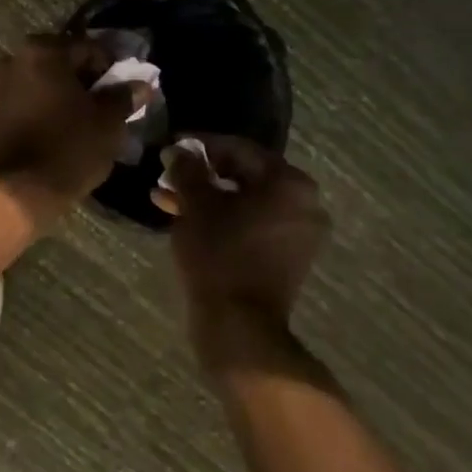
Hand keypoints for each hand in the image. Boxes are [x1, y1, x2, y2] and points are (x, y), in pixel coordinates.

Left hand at [0, 35, 145, 226]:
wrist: (24, 188)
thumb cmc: (71, 146)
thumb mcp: (108, 121)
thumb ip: (124, 96)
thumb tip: (141, 86)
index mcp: (44, 51)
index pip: (89, 48)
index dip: (111, 67)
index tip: (124, 88)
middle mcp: (16, 57)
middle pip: (63, 61)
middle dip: (86, 78)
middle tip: (107, 101)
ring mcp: (0, 82)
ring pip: (44, 78)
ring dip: (65, 90)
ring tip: (86, 115)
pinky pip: (29, 95)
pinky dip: (47, 103)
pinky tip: (63, 123)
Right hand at [159, 137, 328, 369]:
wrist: (239, 326)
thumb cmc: (219, 254)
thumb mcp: (196, 204)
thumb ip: (187, 170)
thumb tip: (179, 151)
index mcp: (289, 182)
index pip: (239, 149)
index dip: (201, 145)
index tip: (172, 145)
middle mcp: (304, 203)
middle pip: (244, 175)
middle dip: (202, 174)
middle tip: (169, 173)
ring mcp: (299, 233)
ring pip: (245, 202)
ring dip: (207, 198)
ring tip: (167, 198)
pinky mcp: (287, 258)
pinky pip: (252, 224)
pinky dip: (223, 219)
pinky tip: (186, 219)